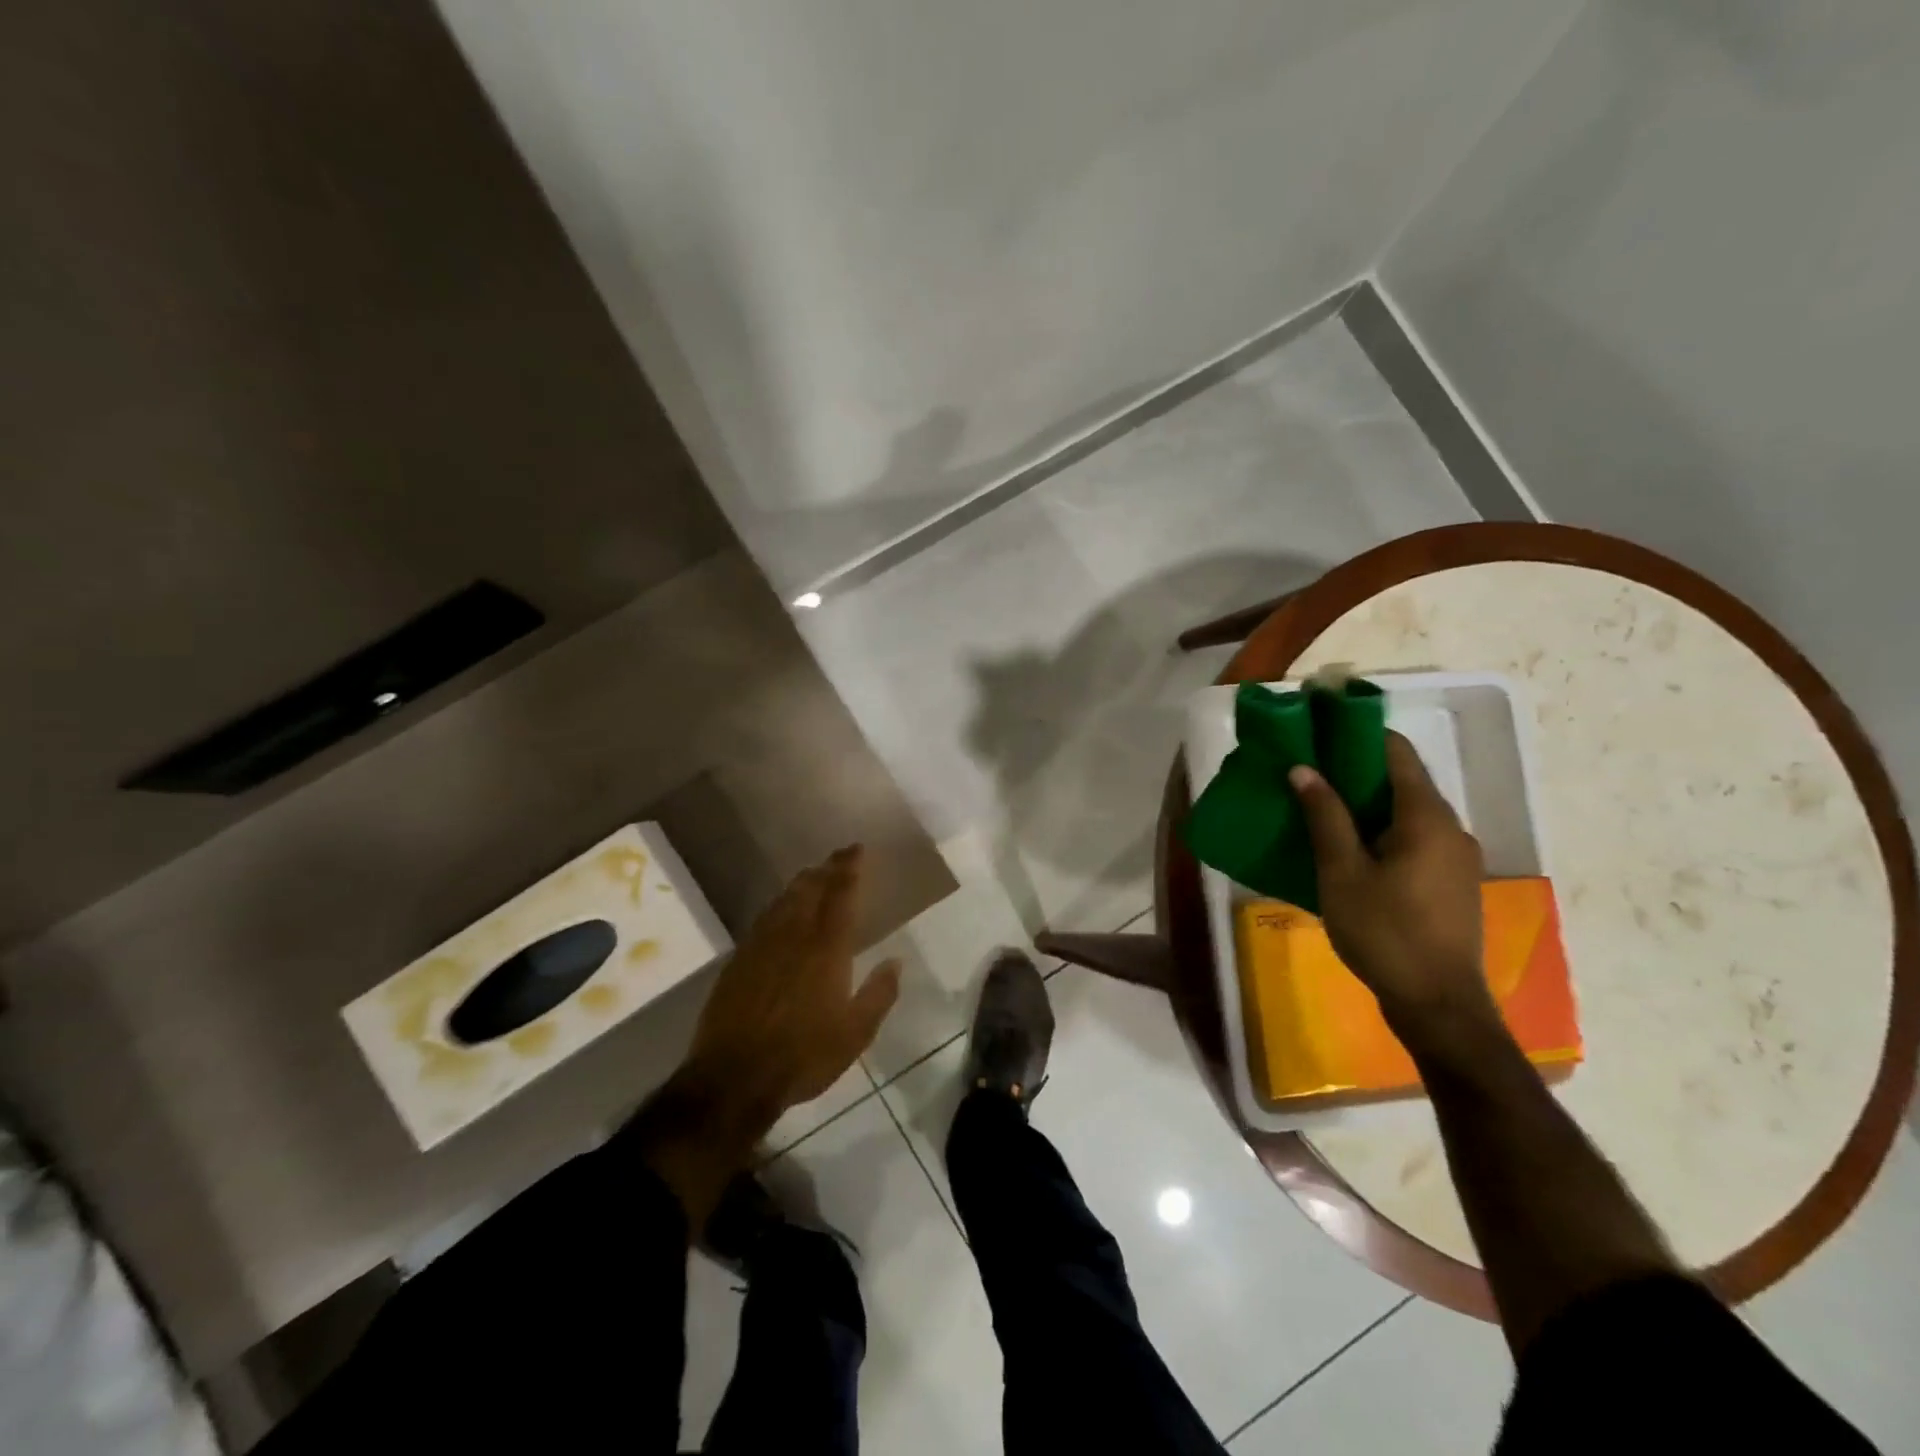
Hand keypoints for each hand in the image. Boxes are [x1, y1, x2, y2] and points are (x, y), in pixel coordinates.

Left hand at [684, 844, 901, 1119]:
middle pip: (811, 889)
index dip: (850, 869)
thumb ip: (879, 994)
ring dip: (802, 882)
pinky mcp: (739, 959)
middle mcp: (793, 936)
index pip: (840, 895)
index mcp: (826, 949)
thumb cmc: (803, 1057)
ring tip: (814, 874)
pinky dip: (779, 905)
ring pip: (784, 900)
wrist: (733, 1078)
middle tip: (840, 856)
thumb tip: (896, 961)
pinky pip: (763, 918)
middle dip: (827, 868)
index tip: (858, 849)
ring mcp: (761, 945)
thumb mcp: (855, 1034)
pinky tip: (781, 909)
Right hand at [1290, 733, 1493, 1038]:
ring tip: (1322, 809)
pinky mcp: (1453, 882)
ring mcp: (1457, 858)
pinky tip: (1351, 850)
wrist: (1438, 1004)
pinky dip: (1383, 831)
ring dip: (1368, 805)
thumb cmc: (1385, 932)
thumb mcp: (1342, 873)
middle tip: (1310, 772)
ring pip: (1409, 813)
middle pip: (1403, 781)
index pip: (1397, 753)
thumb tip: (1304, 768)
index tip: (1321, 730)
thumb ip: (1324, 817)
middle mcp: (1451, 828)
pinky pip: (1416, 839)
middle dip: (1356, 771)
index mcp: (1427, 818)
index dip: (1359, 735)